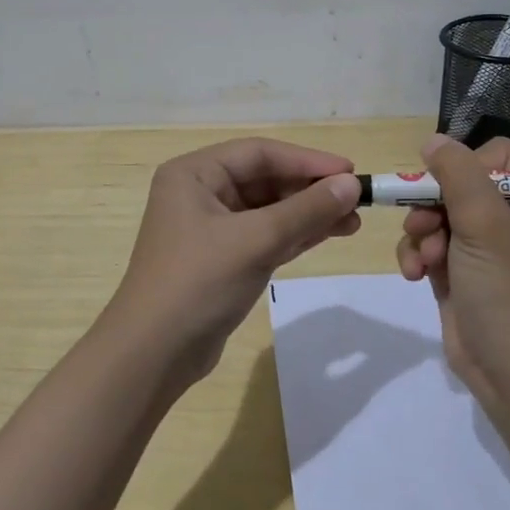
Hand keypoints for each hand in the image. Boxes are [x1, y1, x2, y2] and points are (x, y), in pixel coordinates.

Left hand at [109, 138, 362, 382]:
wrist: (153, 355)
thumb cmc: (198, 283)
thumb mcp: (256, 241)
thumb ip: (306, 210)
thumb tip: (351, 185)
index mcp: (195, 173)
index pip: (260, 154)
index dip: (308, 161)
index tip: (350, 172)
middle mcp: (200, 192)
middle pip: (266, 179)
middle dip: (311, 190)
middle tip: (356, 201)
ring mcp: (211, 227)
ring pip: (269, 209)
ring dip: (308, 213)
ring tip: (353, 222)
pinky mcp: (222, 258)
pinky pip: (265, 235)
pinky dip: (295, 234)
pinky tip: (328, 234)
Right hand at [395, 134, 509, 409]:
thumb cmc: (509, 293)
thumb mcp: (486, 226)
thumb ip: (458, 175)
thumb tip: (433, 141)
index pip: (498, 157)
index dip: (467, 167)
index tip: (448, 188)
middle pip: (460, 183)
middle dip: (434, 205)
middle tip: (423, 225)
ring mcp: (487, 246)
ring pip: (438, 212)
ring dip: (422, 232)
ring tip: (423, 259)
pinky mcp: (461, 270)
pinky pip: (430, 242)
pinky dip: (418, 254)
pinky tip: (414, 274)